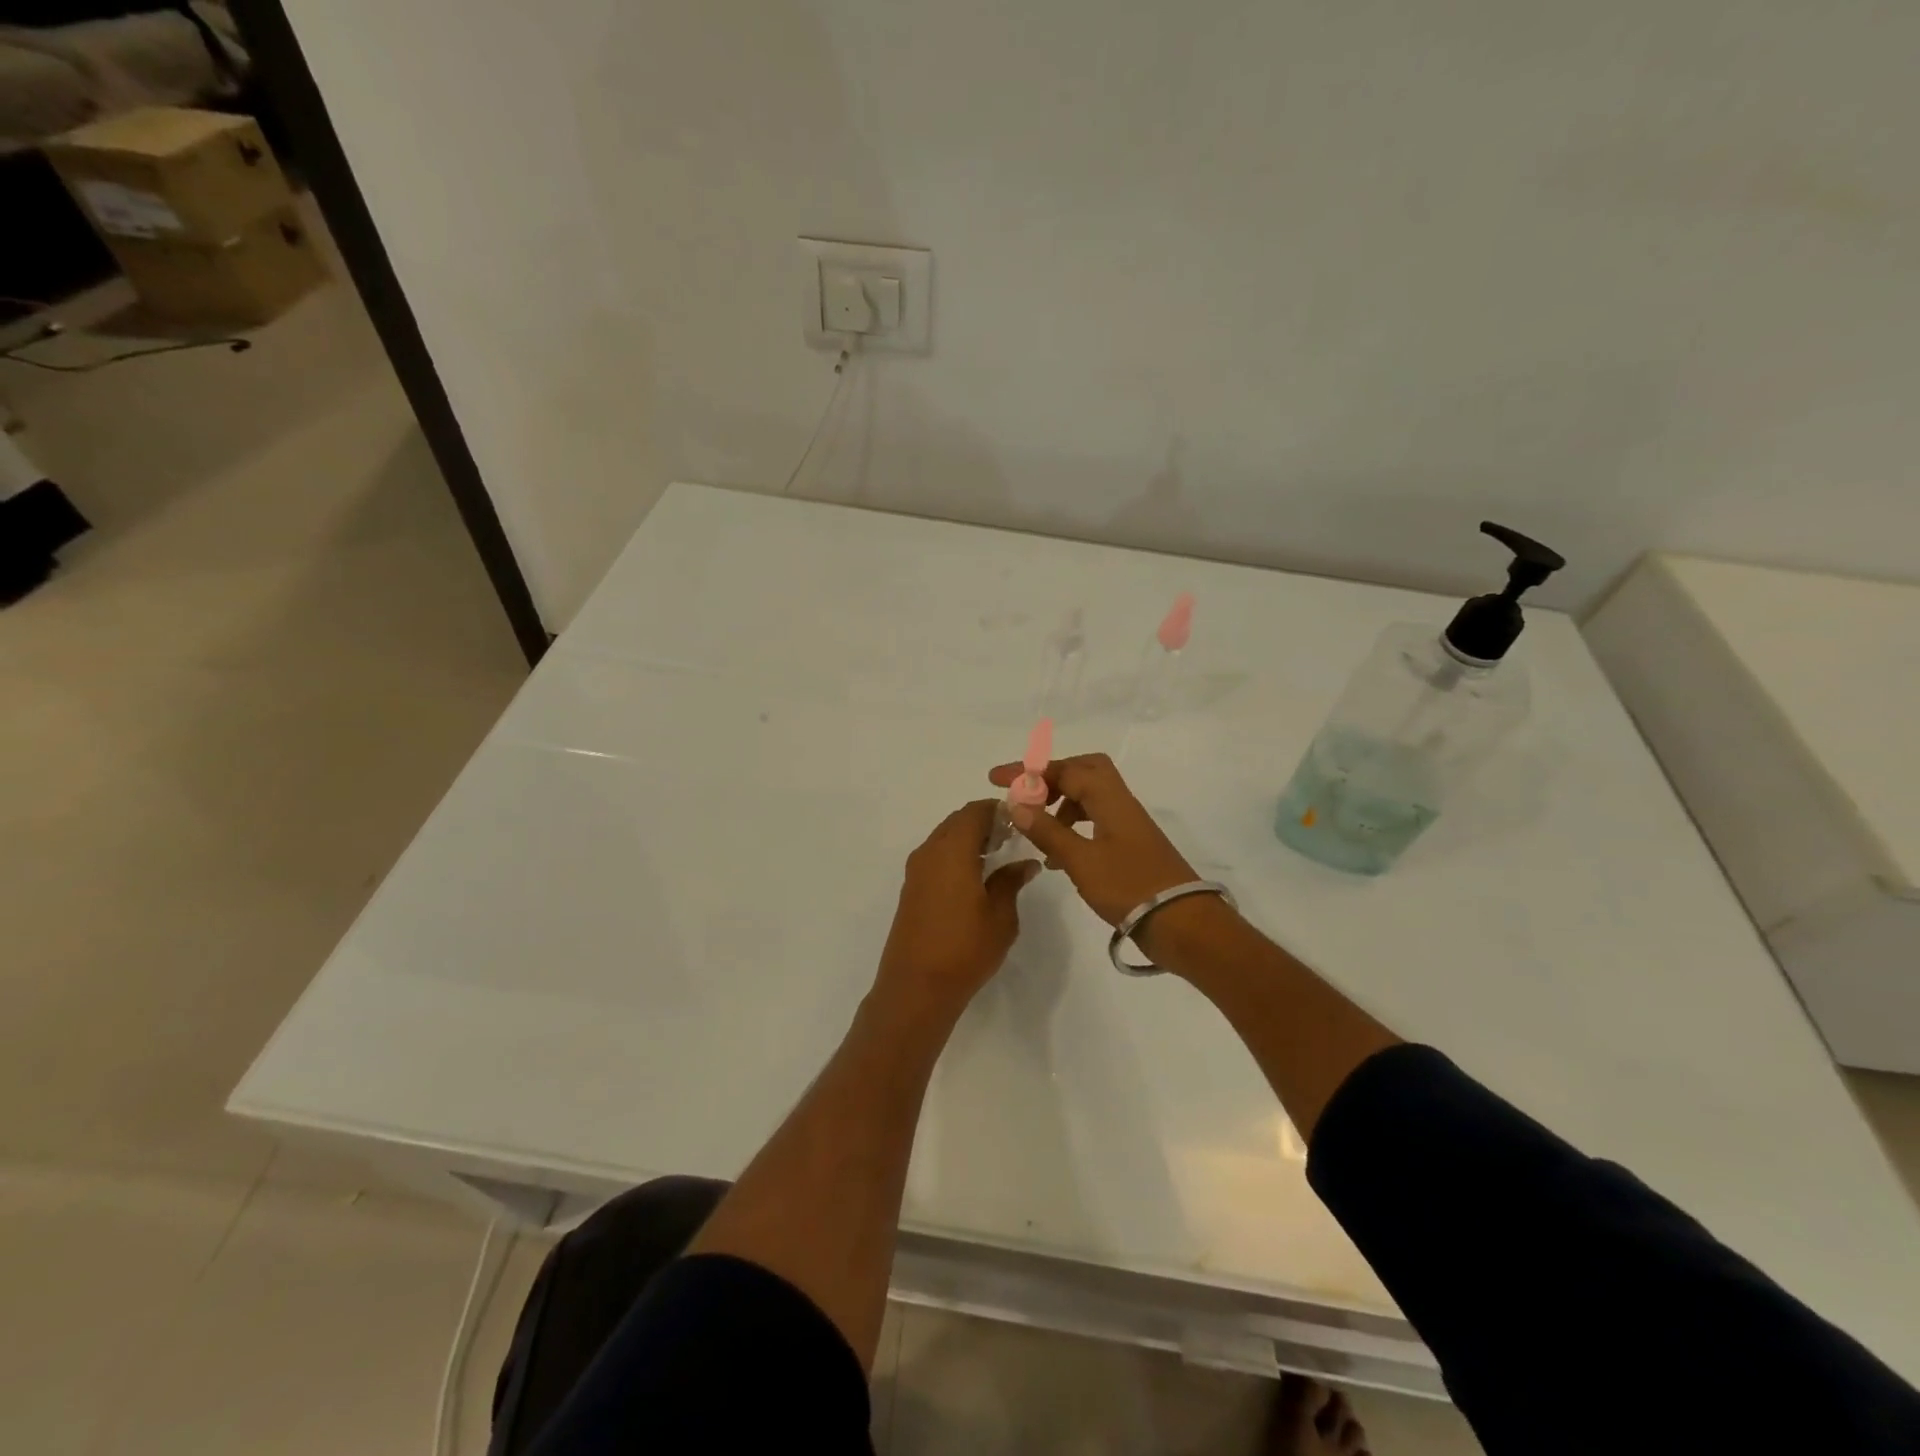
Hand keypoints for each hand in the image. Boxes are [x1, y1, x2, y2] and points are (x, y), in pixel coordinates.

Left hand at [874, 800, 1041, 1020]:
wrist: (916, 987)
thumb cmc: (965, 948)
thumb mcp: (1001, 916)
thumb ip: (1011, 882)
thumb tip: (1025, 863)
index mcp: (952, 850)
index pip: (975, 812)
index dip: (998, 810)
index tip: (1020, 819)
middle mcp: (929, 852)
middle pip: (957, 821)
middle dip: (983, 823)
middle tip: (1011, 838)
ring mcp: (916, 871)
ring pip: (944, 838)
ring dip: (967, 839)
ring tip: (996, 857)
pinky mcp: (911, 889)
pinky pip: (935, 857)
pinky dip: (955, 856)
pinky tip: (974, 878)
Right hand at [985, 753, 1198, 927]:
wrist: (1181, 923)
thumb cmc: (1129, 886)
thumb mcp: (1080, 860)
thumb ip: (1047, 831)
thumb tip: (1016, 804)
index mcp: (1110, 798)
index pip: (1064, 769)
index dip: (1028, 771)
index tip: (997, 779)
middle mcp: (1120, 803)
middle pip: (1084, 770)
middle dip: (1050, 777)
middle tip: (1026, 795)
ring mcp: (1127, 824)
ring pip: (1090, 796)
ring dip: (1060, 804)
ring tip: (1035, 829)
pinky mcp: (1129, 845)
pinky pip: (1095, 820)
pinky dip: (1072, 827)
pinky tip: (1056, 855)